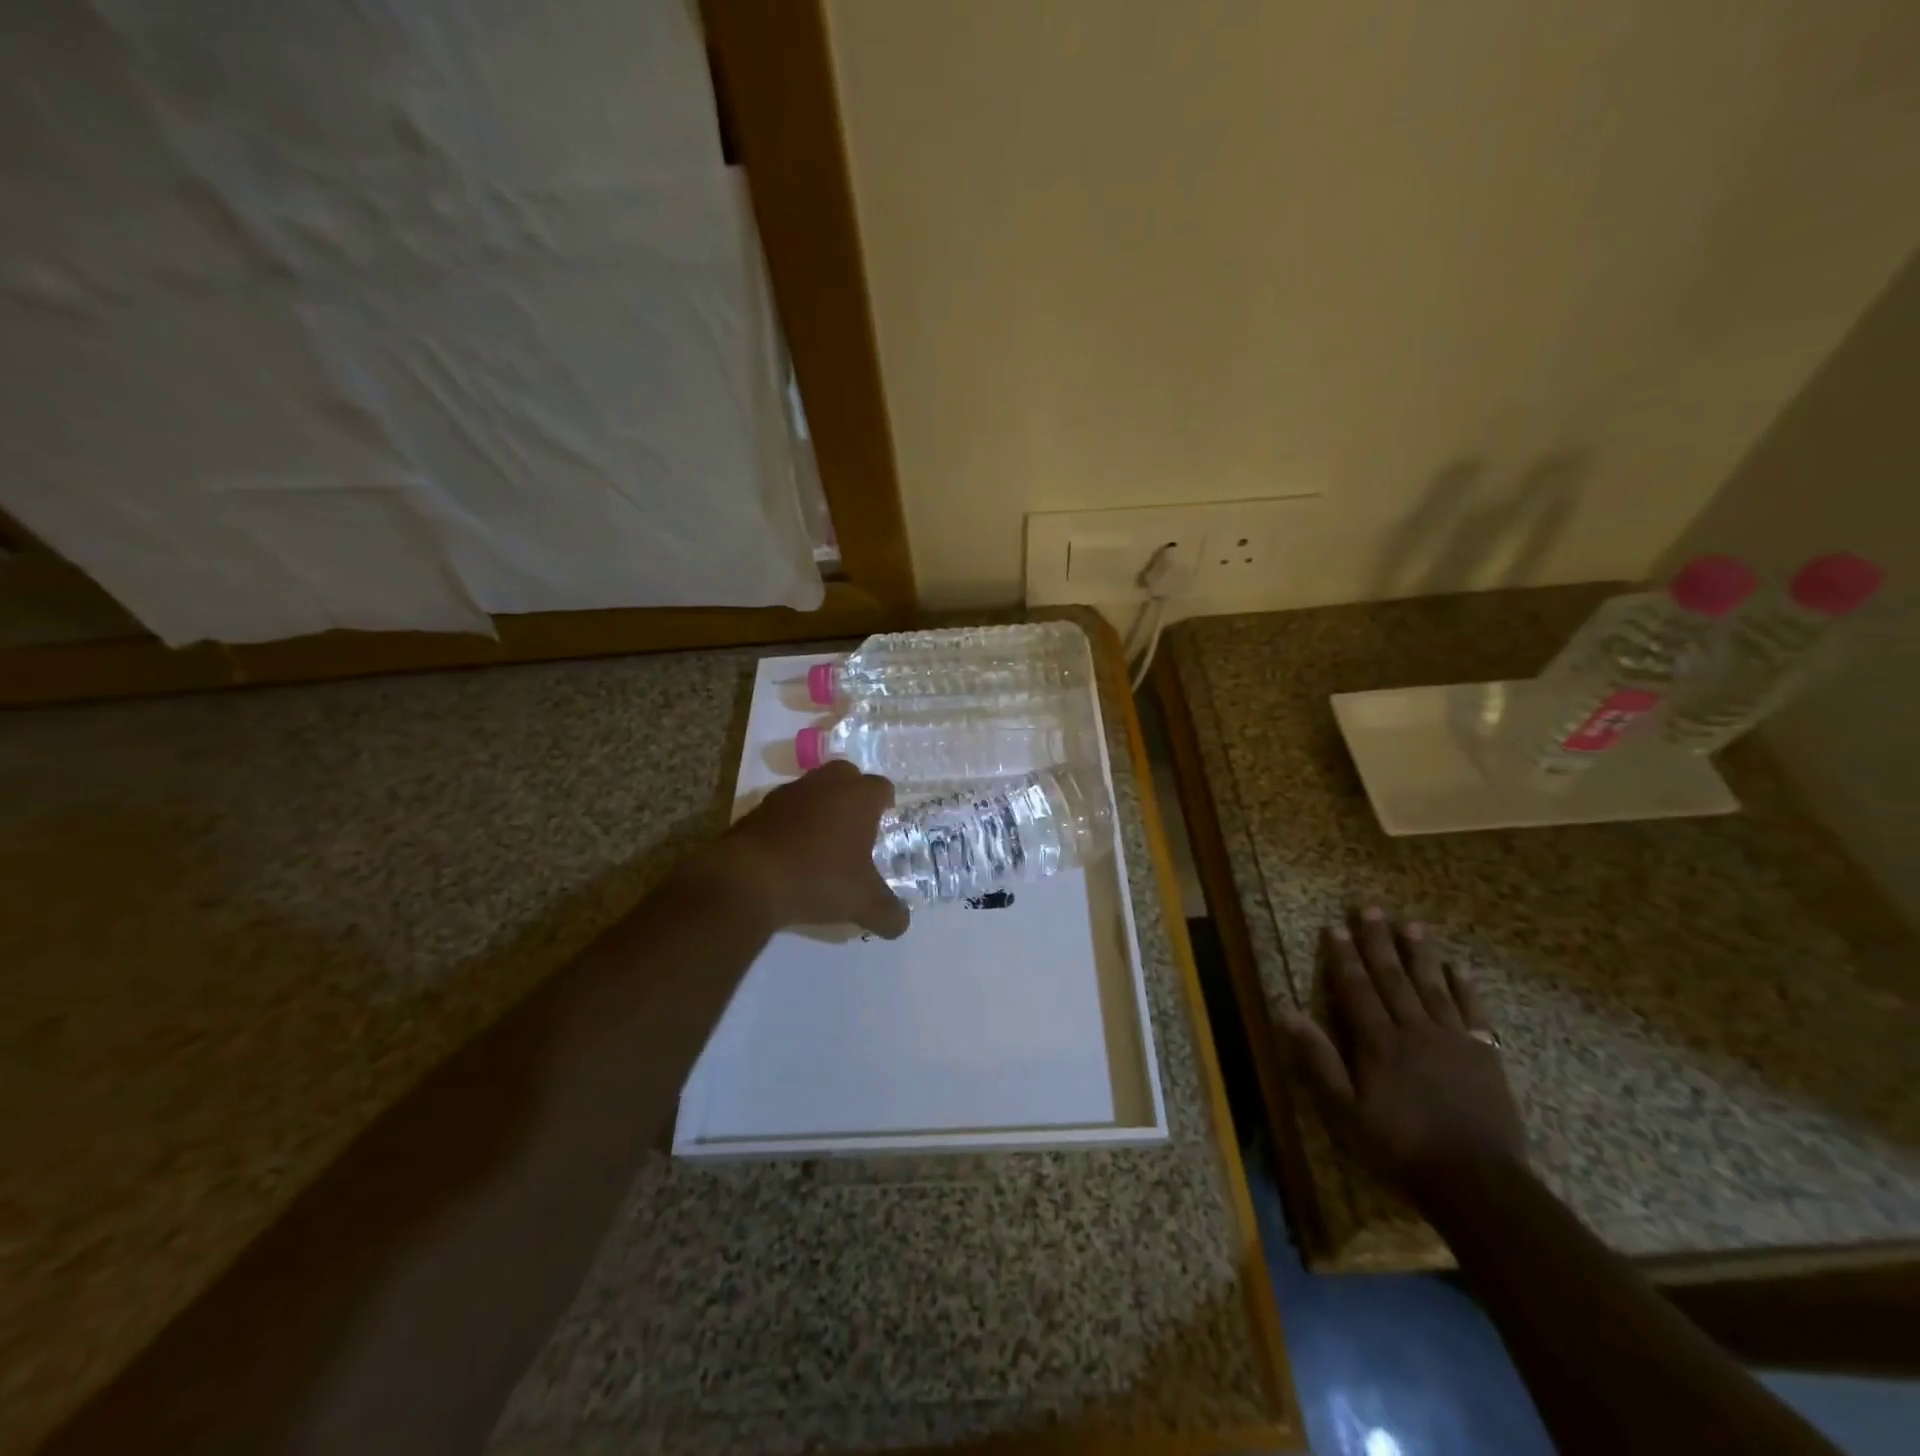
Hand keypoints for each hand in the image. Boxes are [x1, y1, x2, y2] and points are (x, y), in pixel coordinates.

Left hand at [718, 761, 910, 939]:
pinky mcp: (759, 807)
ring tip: (822, 842)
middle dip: (853, 795)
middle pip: (847, 776)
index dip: (885, 805)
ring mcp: (789, 792)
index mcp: (858, 797)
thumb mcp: (863, 904)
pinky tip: (791, 852)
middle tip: (856, 828)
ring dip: (821, 808)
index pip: (882, 787)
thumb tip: (902, 924)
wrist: (747, 879)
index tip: (884, 826)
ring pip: (814, 789)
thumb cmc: (818, 879)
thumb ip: (889, 914)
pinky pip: (786, 808)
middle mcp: (826, 784)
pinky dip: (792, 823)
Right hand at [1279, 908, 1526, 1201]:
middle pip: (1393, 978)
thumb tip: (1285, 1011)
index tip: (1334, 927)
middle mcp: (1414, 1031)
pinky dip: (1464, 988)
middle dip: (1378, 942)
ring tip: (1411, 925)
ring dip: (1420, 954)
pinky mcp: (1484, 1056)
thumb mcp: (1345, 1112)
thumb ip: (1317, 1060)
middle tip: (1371, 909)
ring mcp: (1454, 1041)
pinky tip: (1457, 969)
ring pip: (1433, 987)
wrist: (1479, 1184)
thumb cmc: (1401, 1149)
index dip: (1343, 957)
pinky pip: (1473, 1012)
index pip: (1356, 989)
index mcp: (1378, 1043)